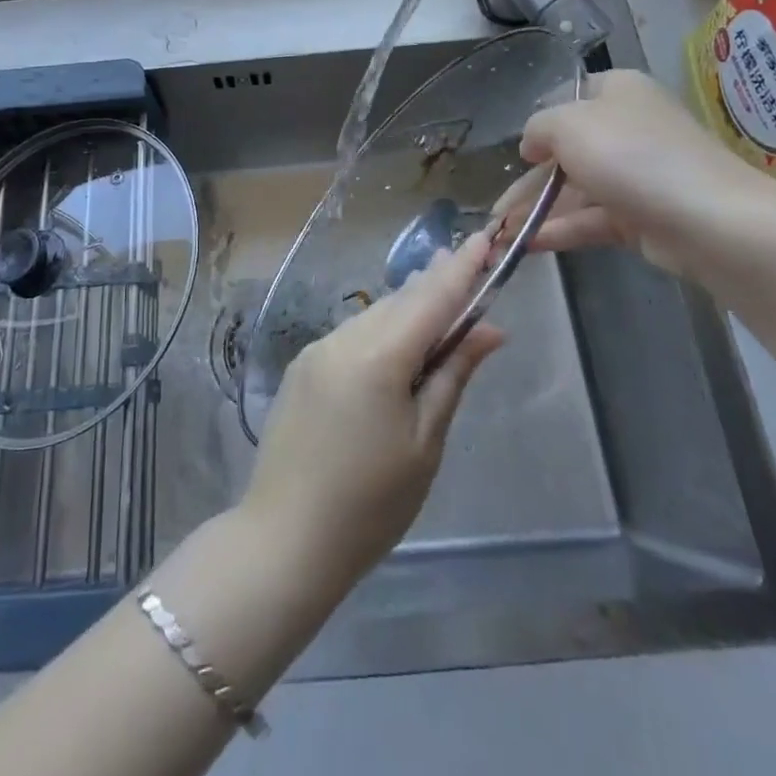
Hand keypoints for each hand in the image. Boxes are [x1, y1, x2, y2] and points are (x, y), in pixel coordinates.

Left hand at [240, 233, 504, 591]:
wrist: (285, 537)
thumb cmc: (370, 503)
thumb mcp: (425, 442)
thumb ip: (453, 375)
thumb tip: (490, 330)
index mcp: (377, 357)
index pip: (430, 299)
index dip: (461, 269)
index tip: (483, 238)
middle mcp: (342, 339)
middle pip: (399, 302)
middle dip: (435, 285)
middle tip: (466, 267)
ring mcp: (316, 350)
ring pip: (373, 316)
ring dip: (407, 309)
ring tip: (437, 306)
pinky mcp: (302, 367)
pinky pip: (351, 335)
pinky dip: (380, 331)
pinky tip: (394, 346)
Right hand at [496, 70, 775, 279]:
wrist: (710, 220)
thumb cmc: (632, 156)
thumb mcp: (567, 125)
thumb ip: (537, 128)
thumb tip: (532, 145)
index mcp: (618, 91)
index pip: (569, 98)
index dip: (539, 123)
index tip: (517, 152)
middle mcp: (628, 128)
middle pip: (568, 151)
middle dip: (529, 181)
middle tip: (495, 210)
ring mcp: (637, 174)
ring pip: (577, 189)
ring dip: (538, 210)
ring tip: (501, 234)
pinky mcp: (643, 216)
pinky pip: (593, 219)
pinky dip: (561, 229)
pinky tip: (528, 244)